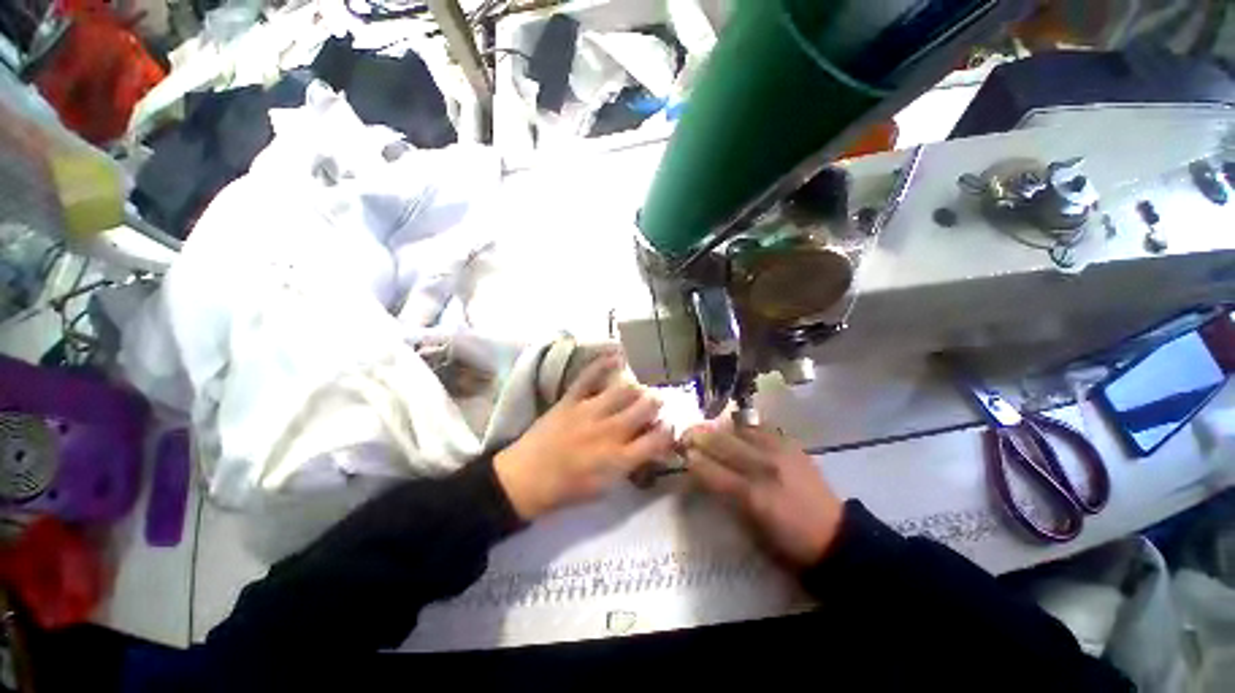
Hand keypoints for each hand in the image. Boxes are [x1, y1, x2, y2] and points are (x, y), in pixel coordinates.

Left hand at [494, 354, 675, 519]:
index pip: (657, 439)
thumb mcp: (604, 488)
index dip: (668, 431)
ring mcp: (589, 412)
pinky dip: (604, 364)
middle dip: (656, 404)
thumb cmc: (566, 490)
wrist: (524, 479)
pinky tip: (617, 357)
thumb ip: (629, 466)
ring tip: (637, 389)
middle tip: (656, 404)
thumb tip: (646, 448)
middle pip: (645, 408)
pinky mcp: (570, 400)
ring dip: (637, 388)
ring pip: (624, 390)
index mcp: (619, 459)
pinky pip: (589, 376)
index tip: (667, 428)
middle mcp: (610, 432)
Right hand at [683, 422, 843, 567]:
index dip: (693, 460)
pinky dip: (745, 427)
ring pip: (741, 429)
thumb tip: (703, 474)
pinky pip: (762, 428)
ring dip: (721, 428)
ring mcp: (780, 452)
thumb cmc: (788, 542)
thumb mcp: (751, 529)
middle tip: (687, 433)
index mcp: (753, 496)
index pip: (712, 471)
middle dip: (700, 436)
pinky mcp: (793, 445)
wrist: (836, 537)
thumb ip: (725, 498)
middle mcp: (765, 467)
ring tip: (710, 428)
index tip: (681, 453)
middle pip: (723, 443)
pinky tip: (738, 429)